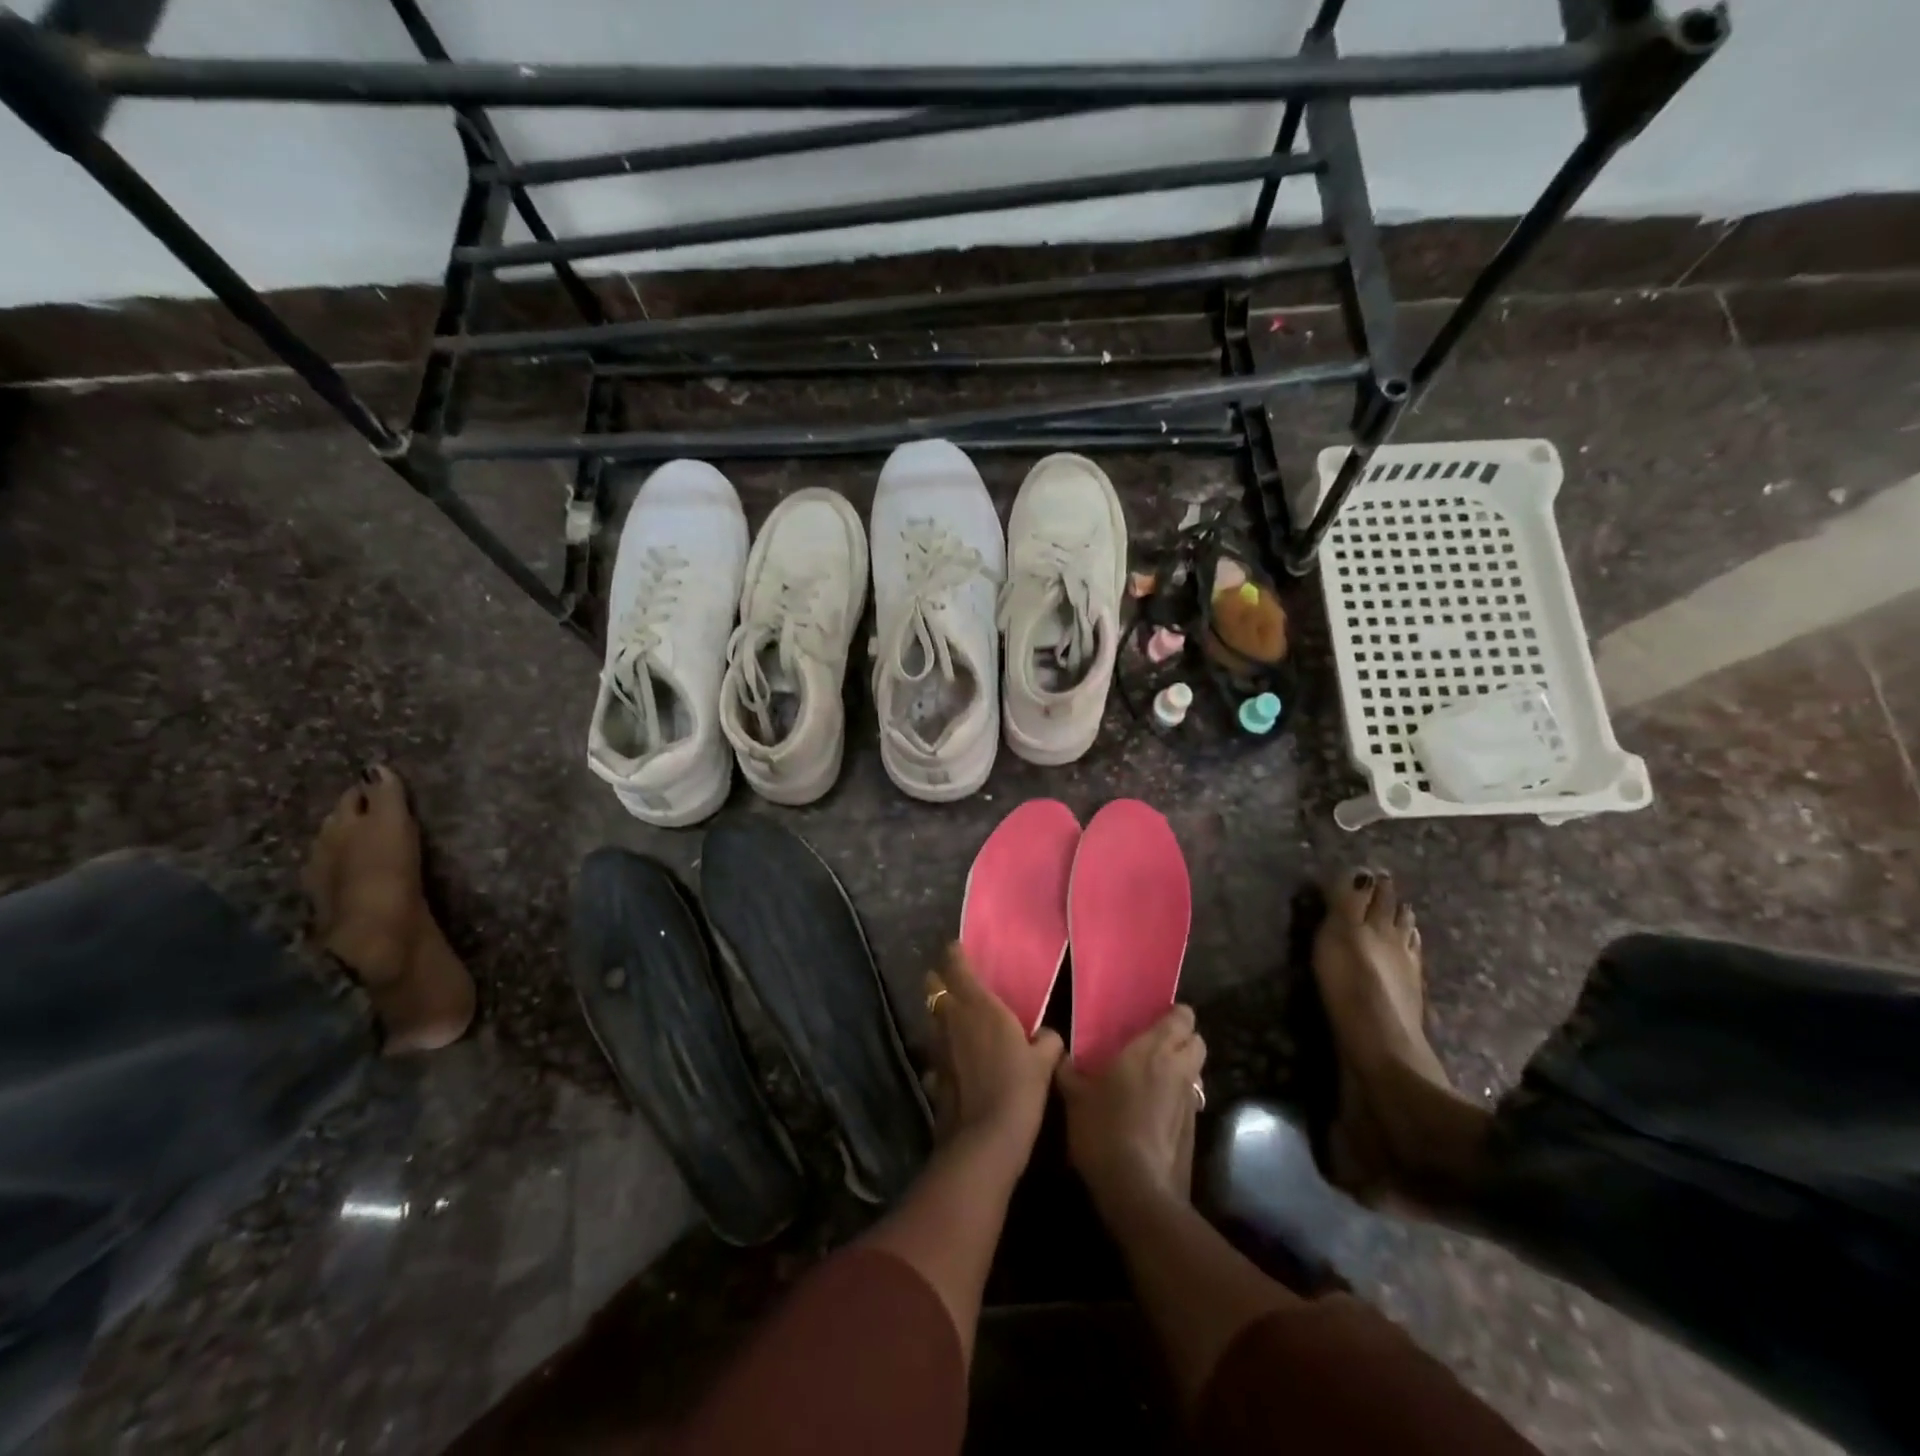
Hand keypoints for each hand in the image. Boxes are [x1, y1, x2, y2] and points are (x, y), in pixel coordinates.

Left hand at [925, 943, 1063, 1161]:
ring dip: (938, 1012)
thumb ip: (1047, 1041)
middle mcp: (952, 1019)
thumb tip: (1048, 1034)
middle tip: (954, 980)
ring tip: (954, 1016)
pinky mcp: (932, 1072)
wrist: (985, 1139)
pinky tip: (953, 1058)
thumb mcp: (1044, 1062)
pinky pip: (933, 1050)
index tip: (957, 947)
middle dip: (939, 979)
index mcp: (979, 1006)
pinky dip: (940, 1048)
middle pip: (933, 986)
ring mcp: (937, 1046)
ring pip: (930, 1016)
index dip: (954, 954)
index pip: (957, 966)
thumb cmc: (1019, 1089)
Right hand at [1056, 1006, 1206, 1209]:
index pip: (1182, 1017)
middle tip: (1154, 1044)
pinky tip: (1153, 1109)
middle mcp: (1178, 1068)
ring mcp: (1190, 1101)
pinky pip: (1191, 1099)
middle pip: (1197, 1041)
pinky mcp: (1193, 1130)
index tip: (1153, 1018)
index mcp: (1153, 1049)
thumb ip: (1068, 1070)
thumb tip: (1058, 1054)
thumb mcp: (1074, 1096)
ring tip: (1153, 1075)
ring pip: (1197, 1071)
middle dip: (1183, 1038)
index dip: (1174, 1014)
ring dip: (1183, 1068)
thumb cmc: (1104, 1127)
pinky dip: (1178, 1097)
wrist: (1136, 1189)